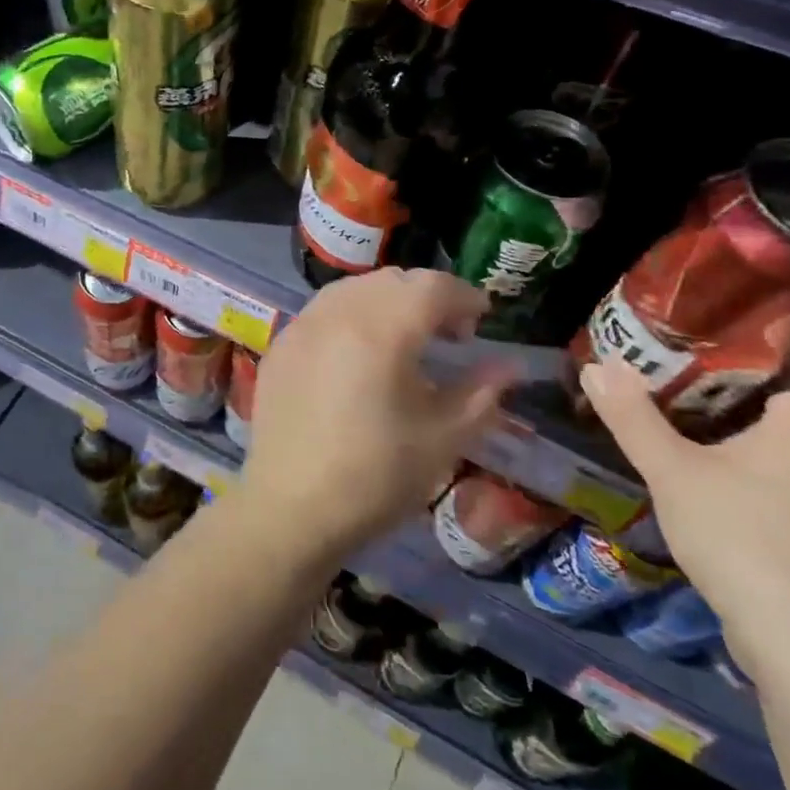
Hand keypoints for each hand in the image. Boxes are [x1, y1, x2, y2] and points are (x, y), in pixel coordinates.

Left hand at [241, 269, 520, 563]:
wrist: (290, 508)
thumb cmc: (376, 477)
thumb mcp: (442, 439)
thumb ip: (480, 393)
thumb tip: (509, 366)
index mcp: (381, 330)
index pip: (432, 286)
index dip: (464, 296)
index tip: (482, 320)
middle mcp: (337, 313)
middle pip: (392, 280)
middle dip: (427, 296)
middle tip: (449, 334)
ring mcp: (301, 325)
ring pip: (354, 288)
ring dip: (388, 301)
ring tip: (405, 342)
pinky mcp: (280, 344)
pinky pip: (324, 310)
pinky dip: (352, 316)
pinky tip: (359, 356)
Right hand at [580, 360, 789, 684]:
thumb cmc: (741, 536)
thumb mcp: (672, 470)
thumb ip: (633, 417)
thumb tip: (596, 365)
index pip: (783, 366)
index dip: (737, 351)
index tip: (689, 342)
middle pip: (779, 407)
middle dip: (726, 393)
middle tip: (669, 377)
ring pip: (783, 450)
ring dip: (738, 437)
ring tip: (681, 424)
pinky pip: (788, 485)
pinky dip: (753, 474)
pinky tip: (713, 483)